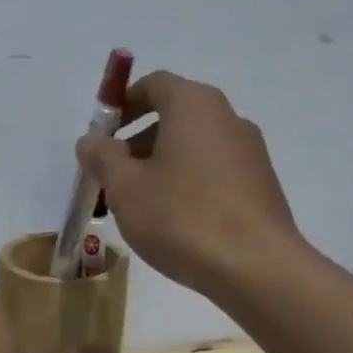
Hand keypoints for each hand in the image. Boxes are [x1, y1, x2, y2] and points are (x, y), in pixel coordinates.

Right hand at [75, 70, 298, 297]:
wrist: (256, 267)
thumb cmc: (182, 217)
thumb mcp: (125, 187)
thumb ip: (103, 157)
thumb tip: (91, 141)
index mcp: (194, 105)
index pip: (154, 84)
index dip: (123, 104)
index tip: (103, 135)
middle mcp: (228, 118)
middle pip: (174, 117)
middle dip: (137, 142)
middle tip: (112, 178)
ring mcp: (250, 152)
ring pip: (193, 147)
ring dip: (161, 166)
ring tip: (139, 207)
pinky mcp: (261, 185)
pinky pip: (214, 172)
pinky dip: (188, 184)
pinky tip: (174, 222)